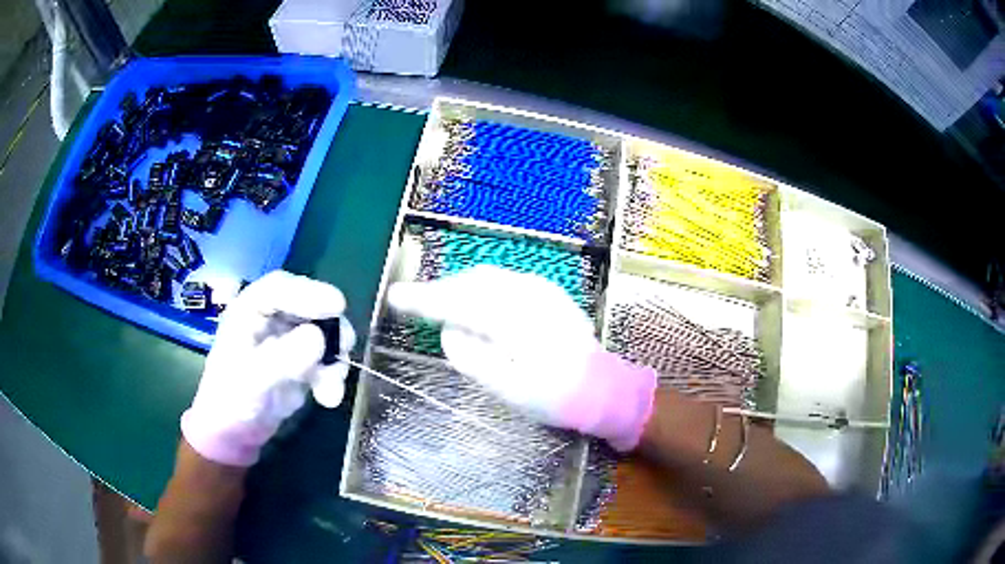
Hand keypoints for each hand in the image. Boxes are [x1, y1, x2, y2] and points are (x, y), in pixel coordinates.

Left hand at [181, 270, 355, 466]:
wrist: (234, 434)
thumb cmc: (231, 401)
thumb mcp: (253, 380)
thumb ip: (283, 357)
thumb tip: (319, 337)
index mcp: (249, 311)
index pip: (280, 288)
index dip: (309, 292)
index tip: (337, 306)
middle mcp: (270, 319)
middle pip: (308, 307)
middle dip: (330, 327)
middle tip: (345, 346)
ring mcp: (287, 341)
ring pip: (322, 333)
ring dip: (334, 358)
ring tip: (332, 386)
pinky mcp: (300, 363)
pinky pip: (325, 360)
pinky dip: (332, 377)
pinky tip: (328, 398)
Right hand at [388, 265, 655, 450]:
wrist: (601, 387)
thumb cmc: (553, 395)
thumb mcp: (506, 388)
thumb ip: (471, 356)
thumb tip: (450, 331)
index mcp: (513, 321)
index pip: (456, 303)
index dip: (422, 299)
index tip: (394, 297)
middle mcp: (525, 294)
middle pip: (469, 282)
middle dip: (438, 290)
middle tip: (412, 302)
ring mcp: (539, 289)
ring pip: (485, 277)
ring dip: (457, 287)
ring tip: (437, 302)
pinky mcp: (547, 292)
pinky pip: (502, 280)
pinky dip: (479, 287)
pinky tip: (472, 300)